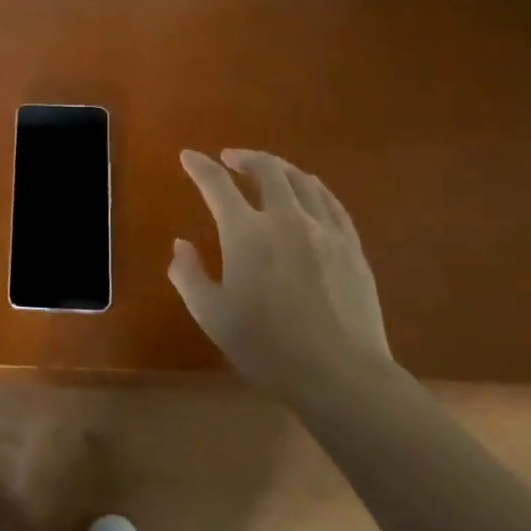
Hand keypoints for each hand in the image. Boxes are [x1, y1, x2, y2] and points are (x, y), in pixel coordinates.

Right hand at [170, 148, 390, 399]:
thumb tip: (180, 245)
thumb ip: (188, 275)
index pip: (216, 185)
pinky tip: (309, 192)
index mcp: (246, 232)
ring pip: (302, 180)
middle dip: (244, 157)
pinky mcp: (351, 246)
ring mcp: (324, 229)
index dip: (199, 166)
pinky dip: (313, 188)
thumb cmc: (268, 347)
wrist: (341, 374)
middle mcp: (285, 218)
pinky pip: (331, 202)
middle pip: (266, 170)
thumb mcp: (212, 316)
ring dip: (279, 168)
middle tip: (230, 158)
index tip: (189, 156)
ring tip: (269, 170)